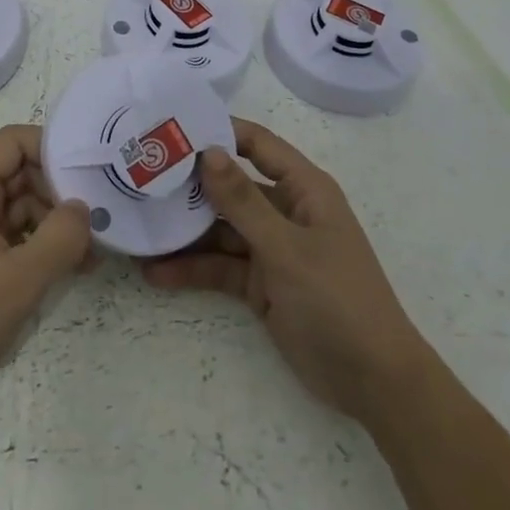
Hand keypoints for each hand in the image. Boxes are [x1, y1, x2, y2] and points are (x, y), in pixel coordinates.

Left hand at [0, 125, 91, 411]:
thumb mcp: (22, 277)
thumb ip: (62, 236)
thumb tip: (84, 208)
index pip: (13, 141)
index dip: (51, 148)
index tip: (88, 172)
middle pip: (20, 171)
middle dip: (59, 191)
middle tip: (98, 218)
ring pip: (19, 205)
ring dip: (54, 222)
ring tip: (91, 252)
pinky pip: (12, 234)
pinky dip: (39, 244)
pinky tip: (70, 268)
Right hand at [143, 120, 429, 423]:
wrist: (372, 382)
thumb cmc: (337, 299)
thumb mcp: (286, 248)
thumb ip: (243, 201)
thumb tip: (207, 151)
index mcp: (303, 189)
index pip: (257, 145)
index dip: (219, 131)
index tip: (172, 127)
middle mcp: (285, 211)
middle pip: (231, 187)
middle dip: (190, 184)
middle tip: (140, 176)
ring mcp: (271, 248)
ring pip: (220, 229)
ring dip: (184, 231)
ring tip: (137, 226)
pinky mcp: (260, 283)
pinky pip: (220, 267)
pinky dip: (192, 269)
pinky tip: (154, 272)